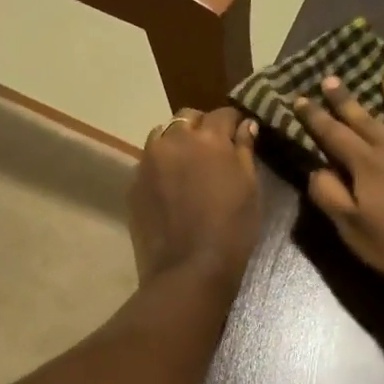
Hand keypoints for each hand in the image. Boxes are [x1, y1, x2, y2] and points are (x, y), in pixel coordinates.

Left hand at [130, 107, 261, 287]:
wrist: (188, 270)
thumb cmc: (231, 230)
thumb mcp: (249, 188)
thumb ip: (245, 150)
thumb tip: (245, 125)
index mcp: (208, 138)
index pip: (223, 113)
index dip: (234, 122)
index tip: (240, 134)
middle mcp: (174, 141)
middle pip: (187, 118)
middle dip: (201, 127)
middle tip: (213, 150)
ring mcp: (148, 161)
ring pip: (162, 135)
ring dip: (176, 142)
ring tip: (187, 165)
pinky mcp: (133, 183)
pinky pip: (148, 162)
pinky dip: (161, 166)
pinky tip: (171, 188)